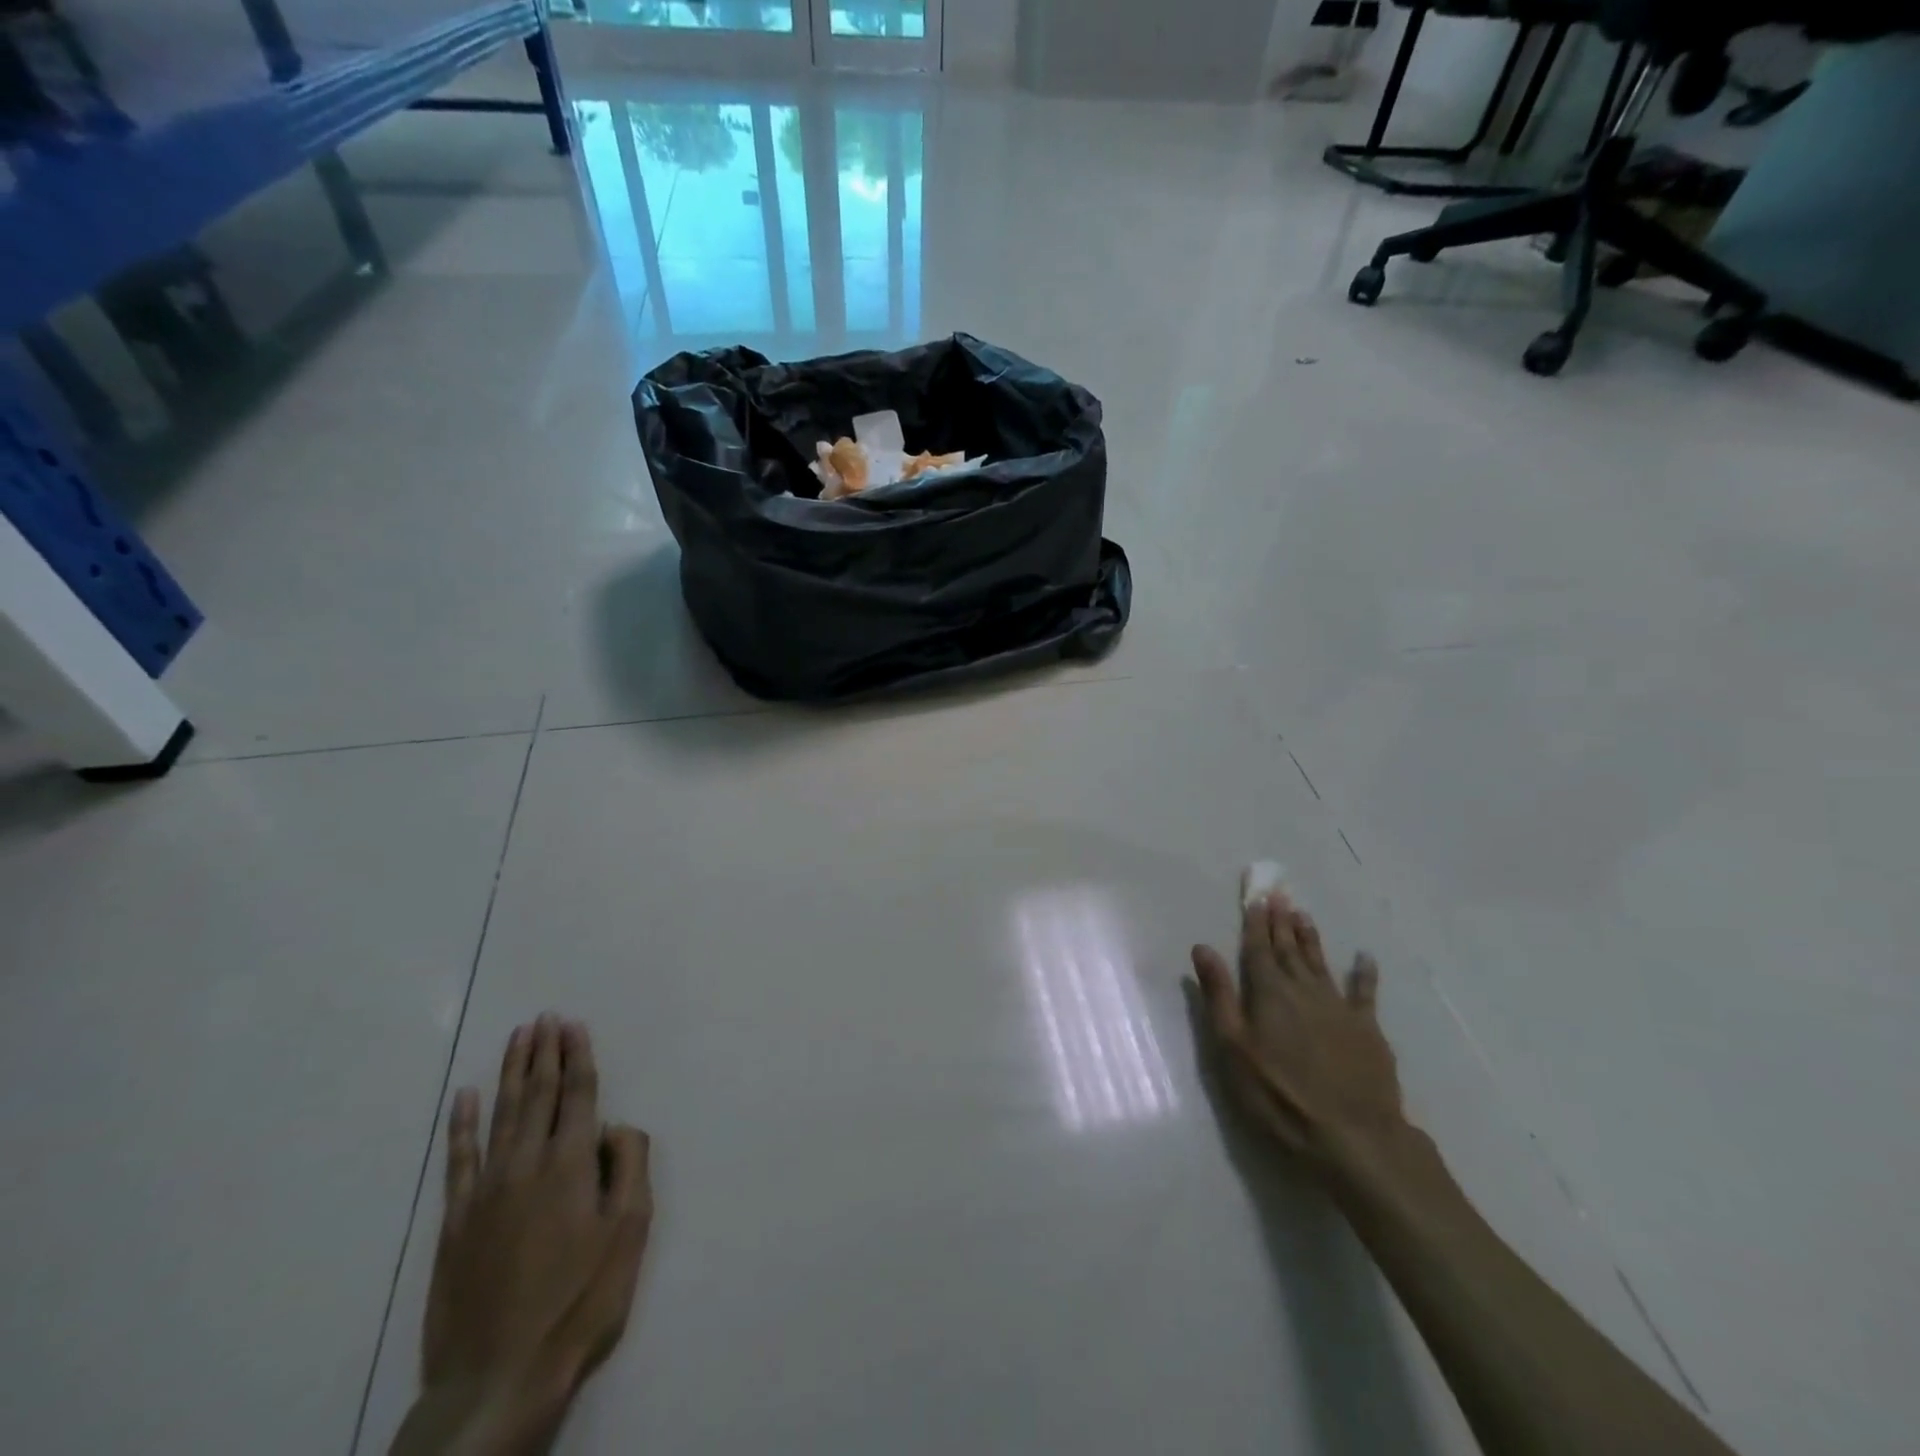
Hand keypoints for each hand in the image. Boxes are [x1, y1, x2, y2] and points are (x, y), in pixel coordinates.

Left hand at [409, 1017, 651, 1454]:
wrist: (499, 1377)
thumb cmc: (580, 1301)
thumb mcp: (630, 1232)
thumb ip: (629, 1166)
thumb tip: (616, 1125)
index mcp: (571, 1165)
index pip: (578, 1095)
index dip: (577, 1056)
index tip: (573, 1024)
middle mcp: (527, 1165)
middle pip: (537, 1095)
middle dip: (544, 1053)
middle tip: (545, 1018)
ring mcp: (486, 1192)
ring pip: (501, 1115)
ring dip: (510, 1073)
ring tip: (517, 1038)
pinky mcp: (456, 1222)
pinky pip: (459, 1160)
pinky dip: (460, 1125)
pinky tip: (462, 1098)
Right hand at [1190, 888, 1405, 1164]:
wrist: (1352, 1136)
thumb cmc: (1279, 1095)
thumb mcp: (1233, 1048)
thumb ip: (1219, 995)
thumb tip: (1202, 948)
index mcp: (1268, 993)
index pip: (1257, 949)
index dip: (1254, 923)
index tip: (1255, 898)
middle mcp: (1303, 990)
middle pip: (1289, 950)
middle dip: (1280, 922)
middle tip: (1279, 894)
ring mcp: (1338, 1008)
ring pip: (1320, 963)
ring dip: (1311, 938)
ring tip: (1303, 914)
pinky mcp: (1367, 1030)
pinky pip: (1365, 993)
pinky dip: (1364, 973)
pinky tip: (1364, 958)